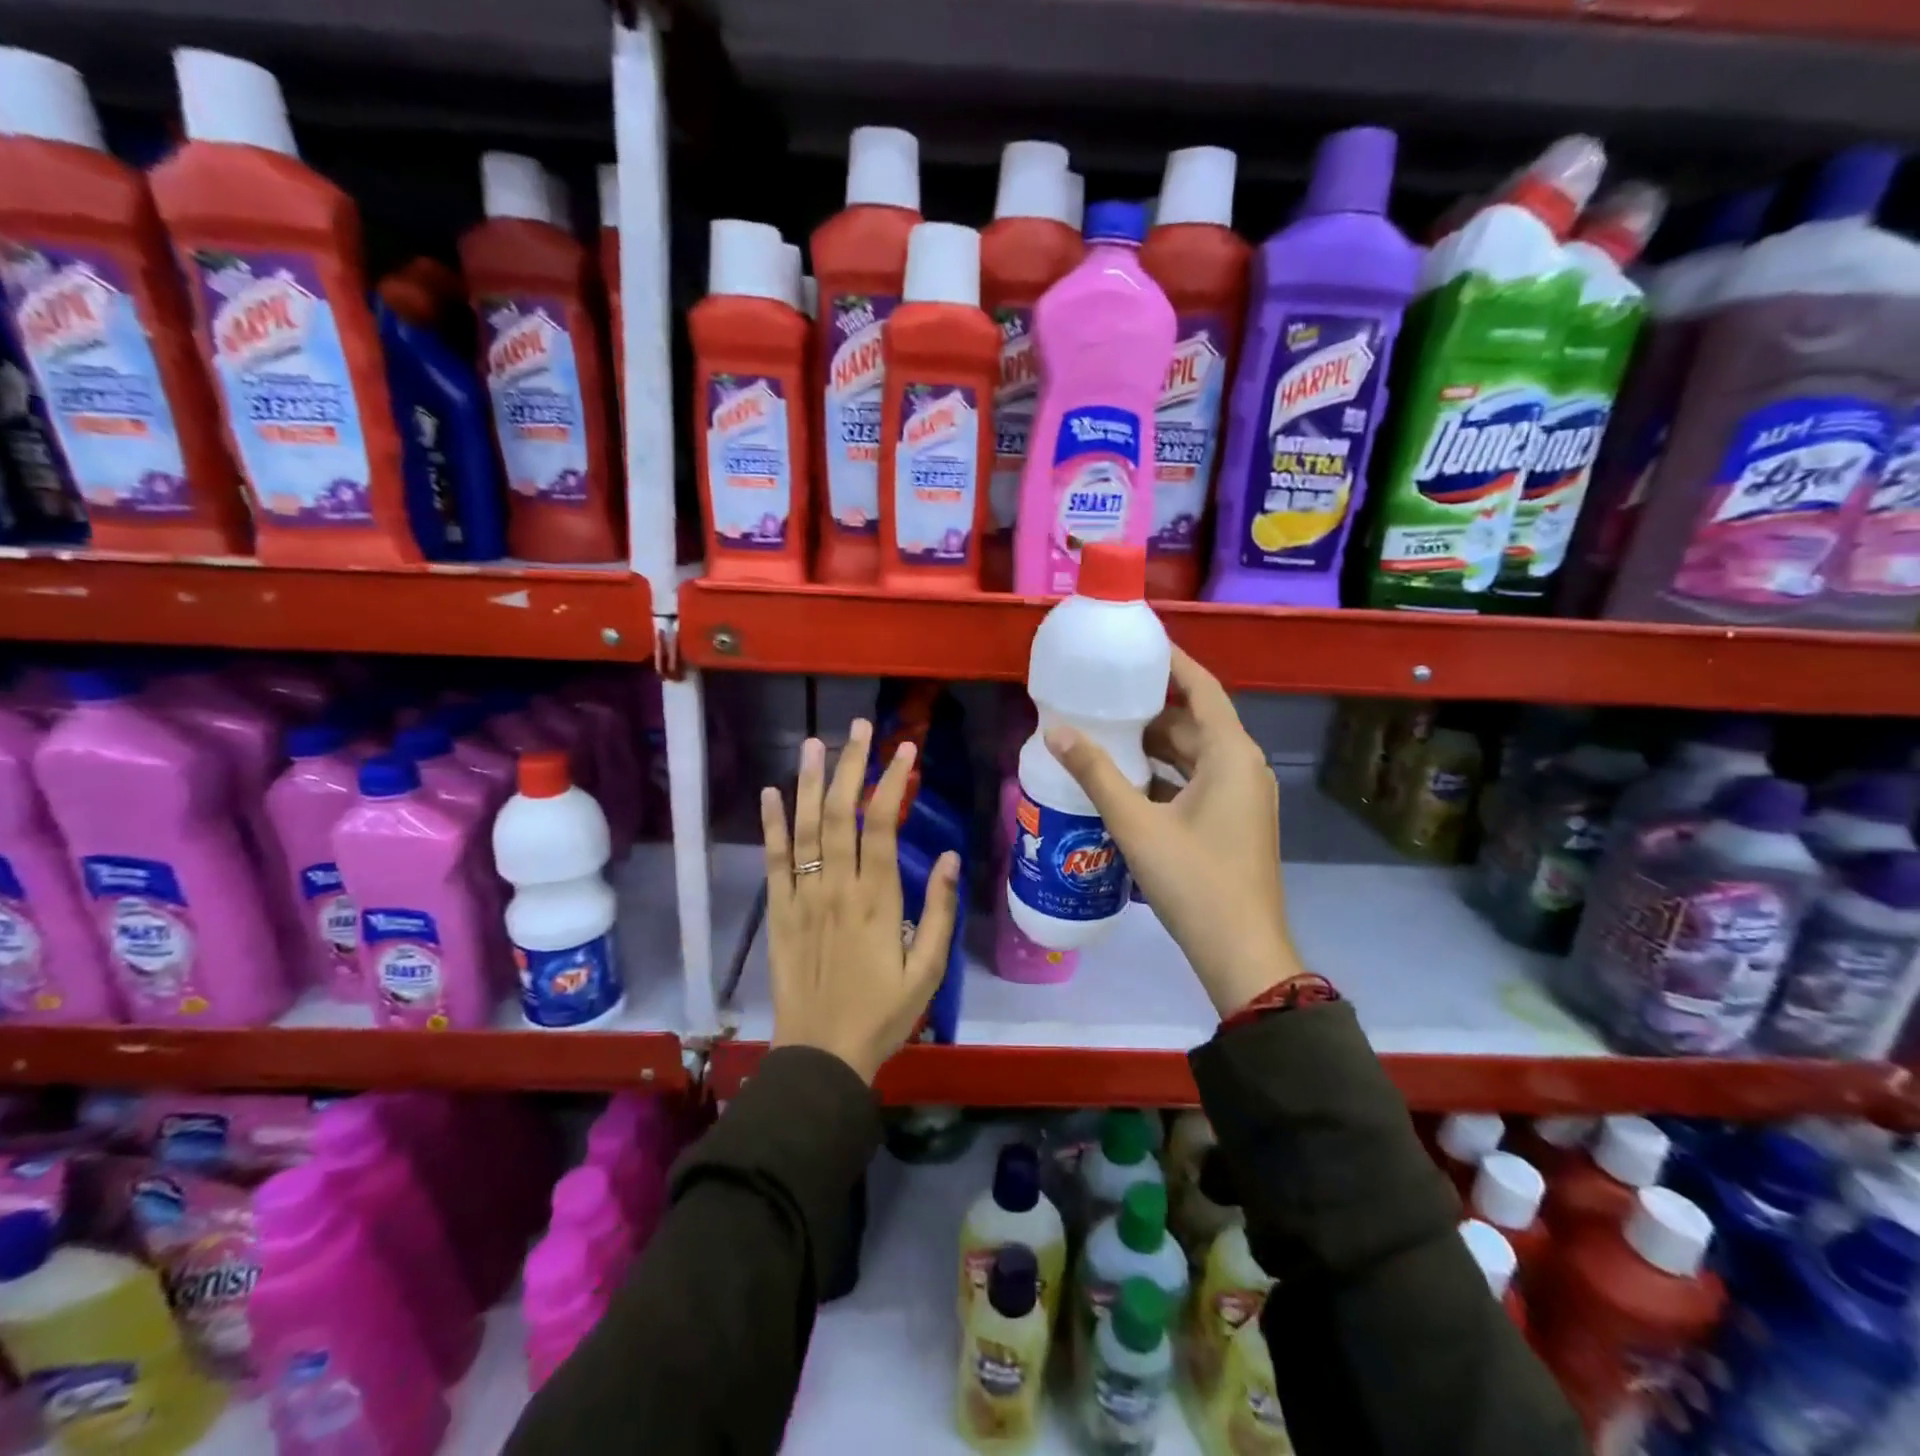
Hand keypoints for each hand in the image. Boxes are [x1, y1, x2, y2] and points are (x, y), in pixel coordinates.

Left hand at [759, 719, 961, 1082]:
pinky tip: (771, 792)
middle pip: (841, 814)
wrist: (821, 1056)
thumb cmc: (883, 1014)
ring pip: (805, 828)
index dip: (892, 782)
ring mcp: (801, 898)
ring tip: (815, 743)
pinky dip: (771, 825)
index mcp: (876, 900)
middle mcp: (836, 888)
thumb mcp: (928, 970)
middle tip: (859, 728)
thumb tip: (947, 856)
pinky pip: (773, 861)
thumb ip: (938, 911)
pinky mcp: (777, 913)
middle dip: (851, 766)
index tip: (904, 750)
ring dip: (810, 782)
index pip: (882, 825)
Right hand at [1045, 647, 1302, 1016]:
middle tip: (1104, 698)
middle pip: (1196, 723)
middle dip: (1152, 711)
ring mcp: (1243, 797)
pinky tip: (1127, 784)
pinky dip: (1167, 776)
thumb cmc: (1193, 880)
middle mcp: (1244, 767)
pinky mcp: (1235, 822)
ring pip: (1196, 756)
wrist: (1240, 952)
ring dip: (1156, 747)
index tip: (1137, 647)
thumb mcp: (1137, 824)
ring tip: (1106, 737)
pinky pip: (1199, 783)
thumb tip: (1054, 732)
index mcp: (1231, 755)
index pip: (1202, 688)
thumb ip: (1096, 774)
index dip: (1172, 663)